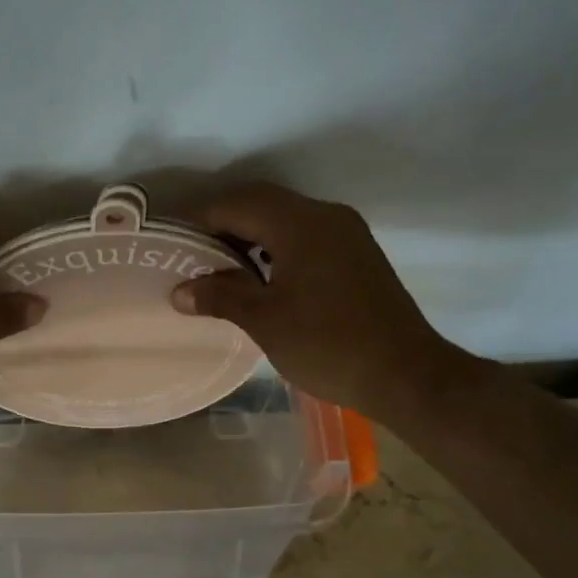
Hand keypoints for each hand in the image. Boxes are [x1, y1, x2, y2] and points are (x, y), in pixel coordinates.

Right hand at [171, 182, 463, 419]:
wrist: (408, 375)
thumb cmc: (329, 345)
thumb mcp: (265, 321)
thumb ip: (220, 296)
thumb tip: (179, 291)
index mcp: (300, 224)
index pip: (236, 204)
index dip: (198, 218)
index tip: (170, 240)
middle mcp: (326, 216)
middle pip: (261, 203)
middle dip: (221, 222)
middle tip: (190, 253)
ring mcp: (346, 233)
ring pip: (284, 217)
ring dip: (249, 234)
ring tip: (218, 267)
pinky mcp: (356, 253)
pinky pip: (304, 234)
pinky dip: (274, 245)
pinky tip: (259, 276)